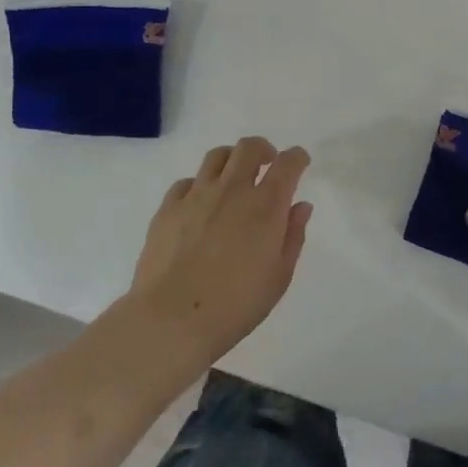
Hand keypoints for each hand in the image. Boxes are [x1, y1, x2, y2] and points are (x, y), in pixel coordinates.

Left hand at [129, 137, 312, 358]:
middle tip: (267, 165)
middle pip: (249, 147)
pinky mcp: (167, 208)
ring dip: (231, 161)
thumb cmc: (236, 304)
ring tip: (233, 179)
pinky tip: (200, 206)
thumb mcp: (279, 276)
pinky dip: (199, 186)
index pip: (287, 164)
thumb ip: (293, 236)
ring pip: (216, 157)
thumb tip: (300, 206)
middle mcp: (232, 190)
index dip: (297, 157)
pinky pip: (186, 182)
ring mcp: (196, 196)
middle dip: (263, 149)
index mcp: (266, 205)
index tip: (300, 162)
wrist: (172, 319)